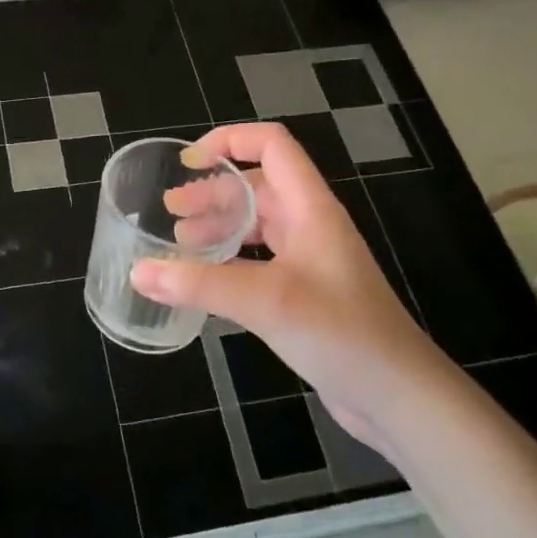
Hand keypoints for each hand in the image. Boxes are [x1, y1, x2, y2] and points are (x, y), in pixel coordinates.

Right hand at [135, 123, 437, 447]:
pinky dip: (227, 260)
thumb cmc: (341, 333)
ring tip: (178, 241)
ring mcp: (309, 260)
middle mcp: (310, 226)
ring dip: (218, 225)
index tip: (188, 162)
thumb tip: (138, 272)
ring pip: (256, 225)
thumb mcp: (266, 302)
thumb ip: (200, 285)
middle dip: (211, 191)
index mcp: (310, 208)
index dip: (230, 141)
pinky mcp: (303, 293)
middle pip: (257, 186)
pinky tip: (203, 279)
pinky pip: (258, 261)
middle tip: (170, 210)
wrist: (398, 396)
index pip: (272, 146)